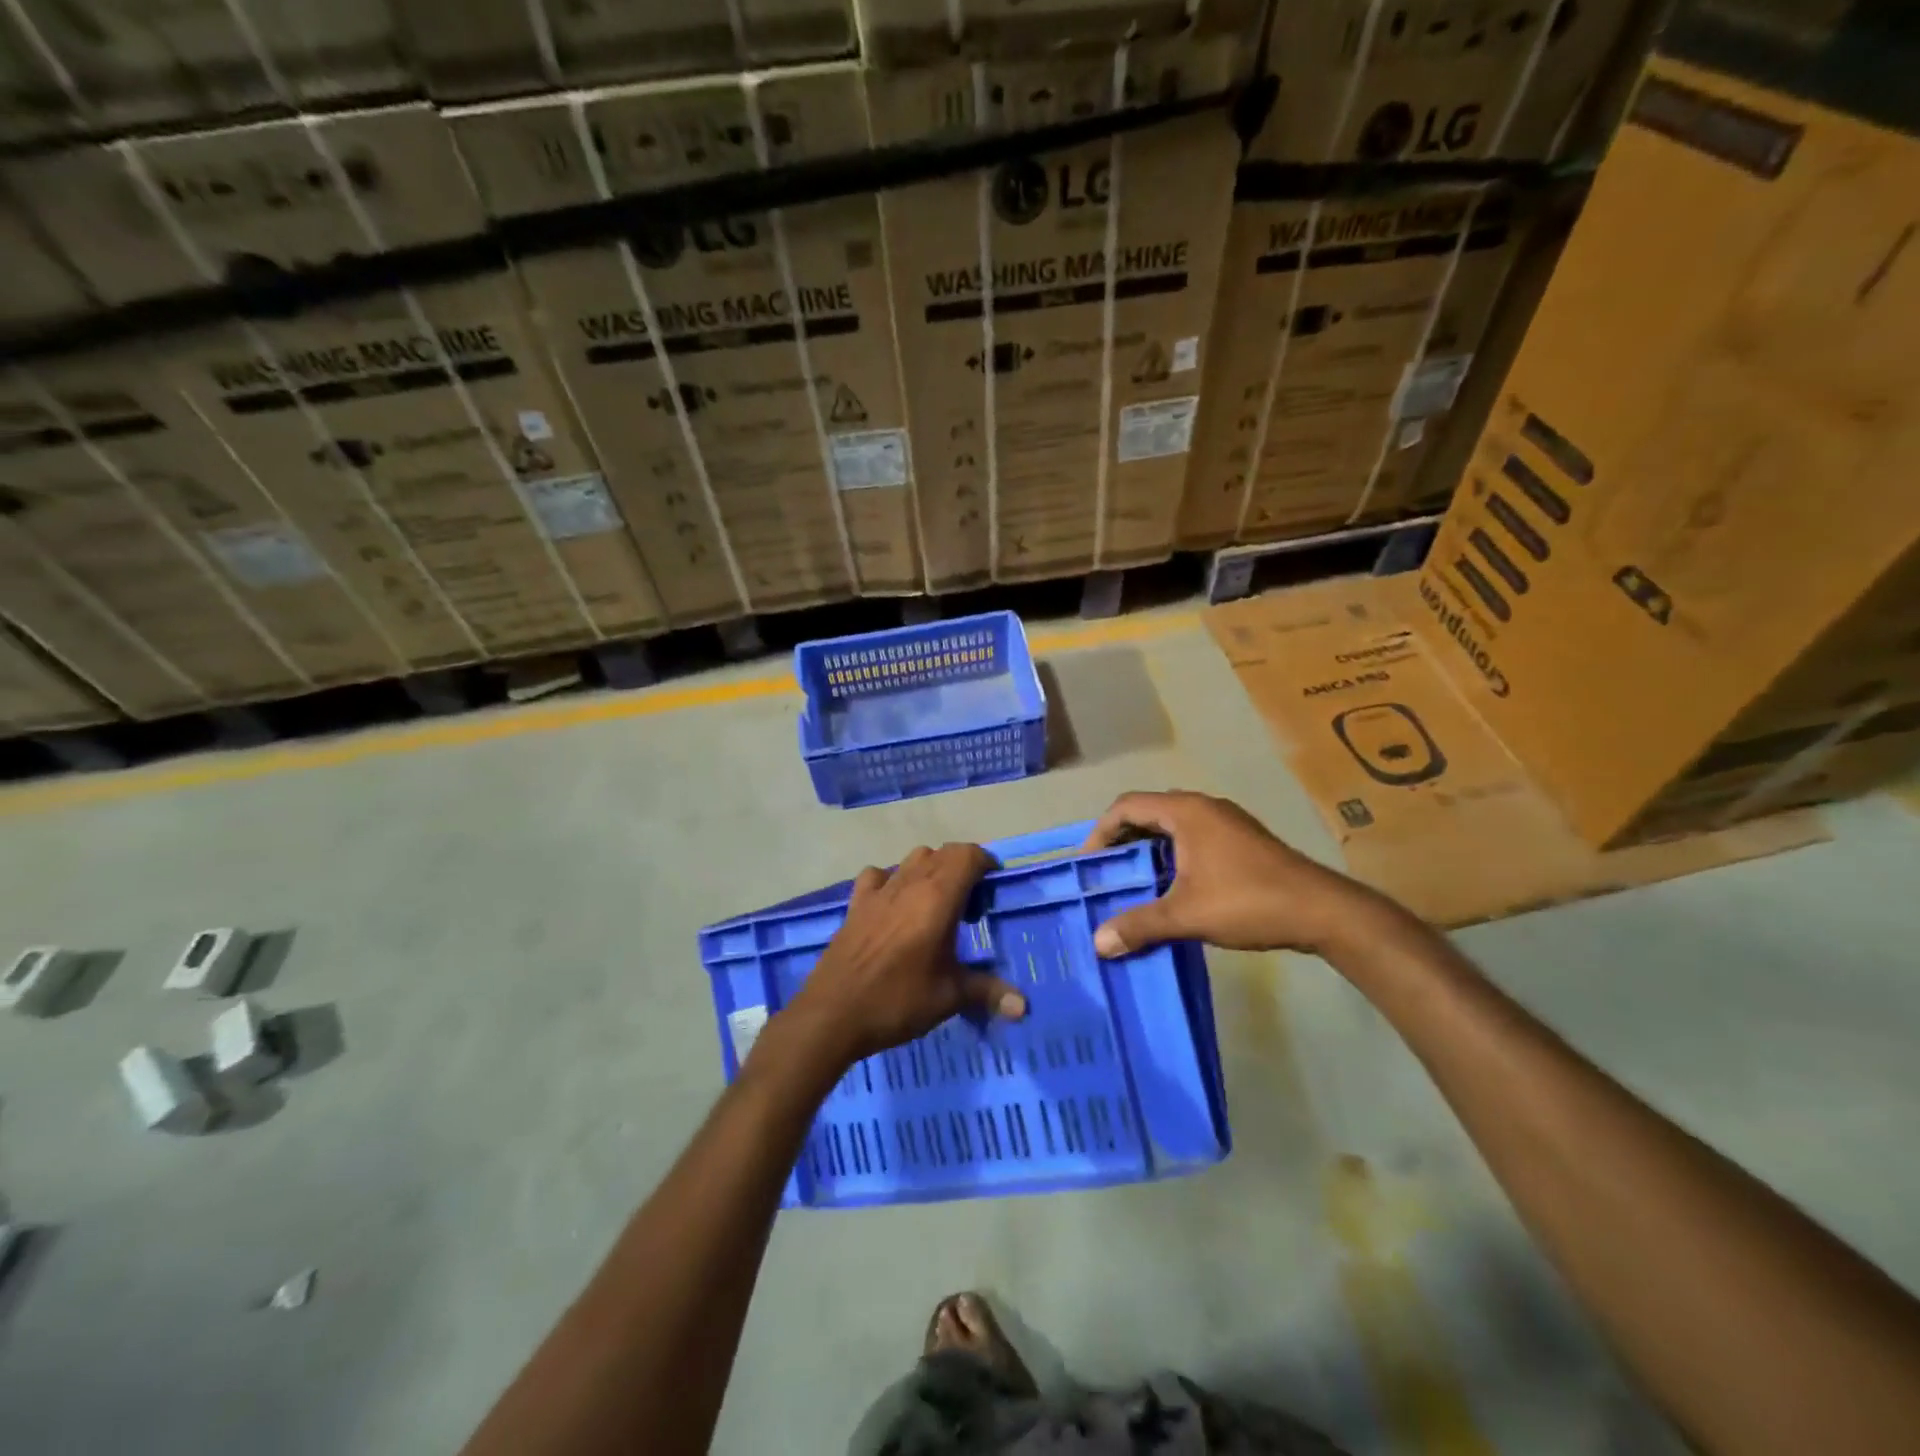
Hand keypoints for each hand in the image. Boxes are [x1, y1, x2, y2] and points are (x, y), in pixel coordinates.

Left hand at [778, 843, 1027, 1069]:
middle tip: (970, 905)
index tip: (993, 888)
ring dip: (930, 870)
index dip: (986, 863)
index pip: (968, 855)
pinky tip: (893, 906)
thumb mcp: (949, 997)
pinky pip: (878, 876)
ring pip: (912, 859)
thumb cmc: (897, 1001)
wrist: (832, 1014)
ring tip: (936, 904)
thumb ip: (988, 992)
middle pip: (942, 852)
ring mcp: (879, 891)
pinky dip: (892, 880)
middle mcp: (909, 883)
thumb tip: (1024, 1007)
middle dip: (962, 868)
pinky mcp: (855, 904)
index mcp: (937, 897)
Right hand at [1081, 791, 1389, 956]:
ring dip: (1147, 849)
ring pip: (1171, 827)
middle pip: (1148, 812)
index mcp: (1187, 811)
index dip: (1101, 831)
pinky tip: (1169, 887)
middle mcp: (1204, 807)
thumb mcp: (1187, 915)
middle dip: (1122, 840)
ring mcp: (1226, 822)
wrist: (1322, 911)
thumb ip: (1139, 925)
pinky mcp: (1240, 840)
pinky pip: (1191, 838)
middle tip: (1105, 872)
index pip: (1127, 806)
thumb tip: (1098, 943)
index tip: (1088, 863)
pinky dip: (1170, 855)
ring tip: (1131, 881)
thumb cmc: (1248, 901)